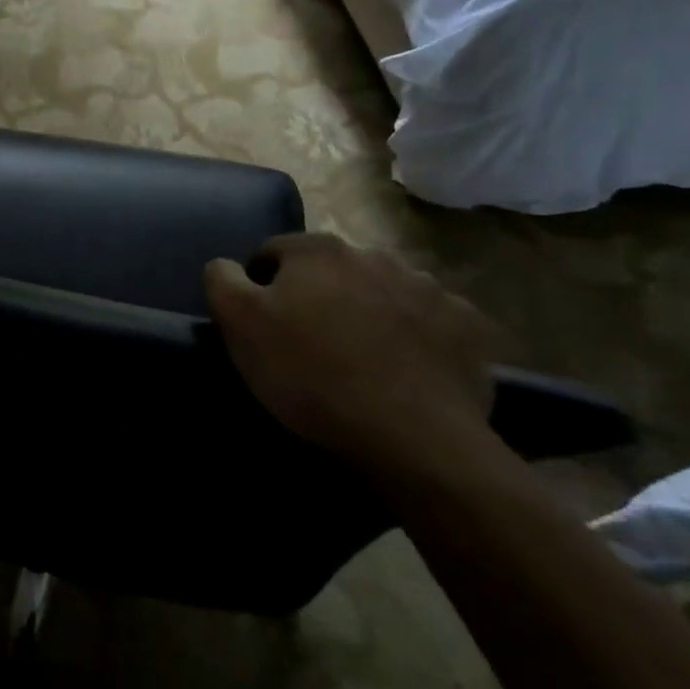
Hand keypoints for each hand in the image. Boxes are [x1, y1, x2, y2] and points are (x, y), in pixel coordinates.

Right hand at [204, 233, 513, 466]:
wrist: (413, 438)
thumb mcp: (240, 325)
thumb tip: (225, 264)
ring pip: (382, 292)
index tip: (263, 325)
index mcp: (317, 250)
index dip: (261, 286)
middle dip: (318, 296)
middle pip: (331, 270)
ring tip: (362, 360)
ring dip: (368, 312)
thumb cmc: (312, 375)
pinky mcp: (467, 325)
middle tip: (311, 344)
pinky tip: (407, 372)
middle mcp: (373, 254)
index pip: (273, 252)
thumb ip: (222, 280)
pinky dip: (416, 337)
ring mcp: (427, 287)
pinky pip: (430, 322)